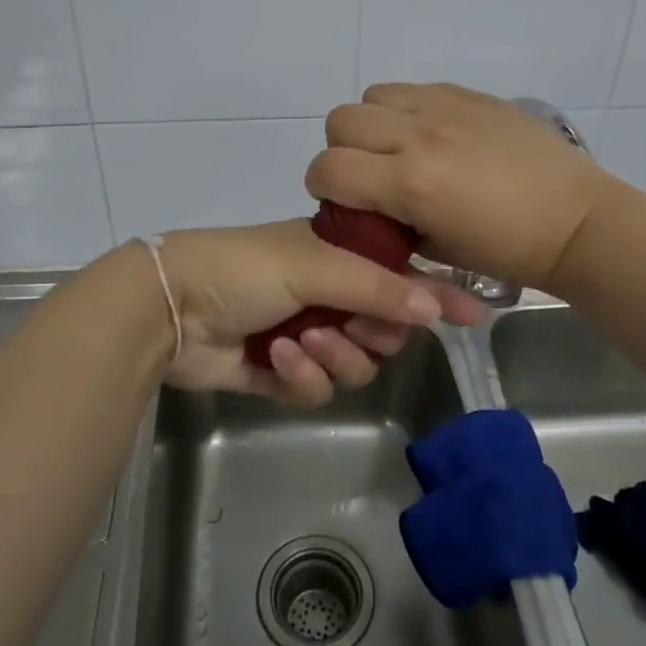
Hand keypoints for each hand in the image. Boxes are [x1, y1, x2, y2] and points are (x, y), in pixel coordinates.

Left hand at [155, 221, 485, 406]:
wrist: (170, 305)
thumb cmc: (243, 268)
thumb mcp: (314, 265)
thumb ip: (377, 287)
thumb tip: (437, 305)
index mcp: (336, 257)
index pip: (399, 276)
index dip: (434, 294)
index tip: (475, 313)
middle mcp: (326, 294)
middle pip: (382, 331)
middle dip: (372, 333)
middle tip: (354, 327)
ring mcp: (304, 335)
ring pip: (354, 365)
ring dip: (334, 357)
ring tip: (302, 343)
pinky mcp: (280, 373)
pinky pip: (316, 388)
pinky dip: (302, 377)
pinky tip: (276, 358)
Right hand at [307, 83, 620, 294]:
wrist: (576, 220)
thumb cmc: (508, 251)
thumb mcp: (436, 251)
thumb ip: (390, 222)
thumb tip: (370, 205)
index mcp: (409, 183)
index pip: (327, 168)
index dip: (323, 187)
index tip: (343, 201)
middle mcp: (419, 135)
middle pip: (340, 120)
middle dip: (342, 150)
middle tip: (370, 173)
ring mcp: (445, 108)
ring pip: (373, 96)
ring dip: (374, 123)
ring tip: (401, 148)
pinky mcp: (469, 94)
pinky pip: (415, 89)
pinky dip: (409, 110)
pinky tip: (435, 135)